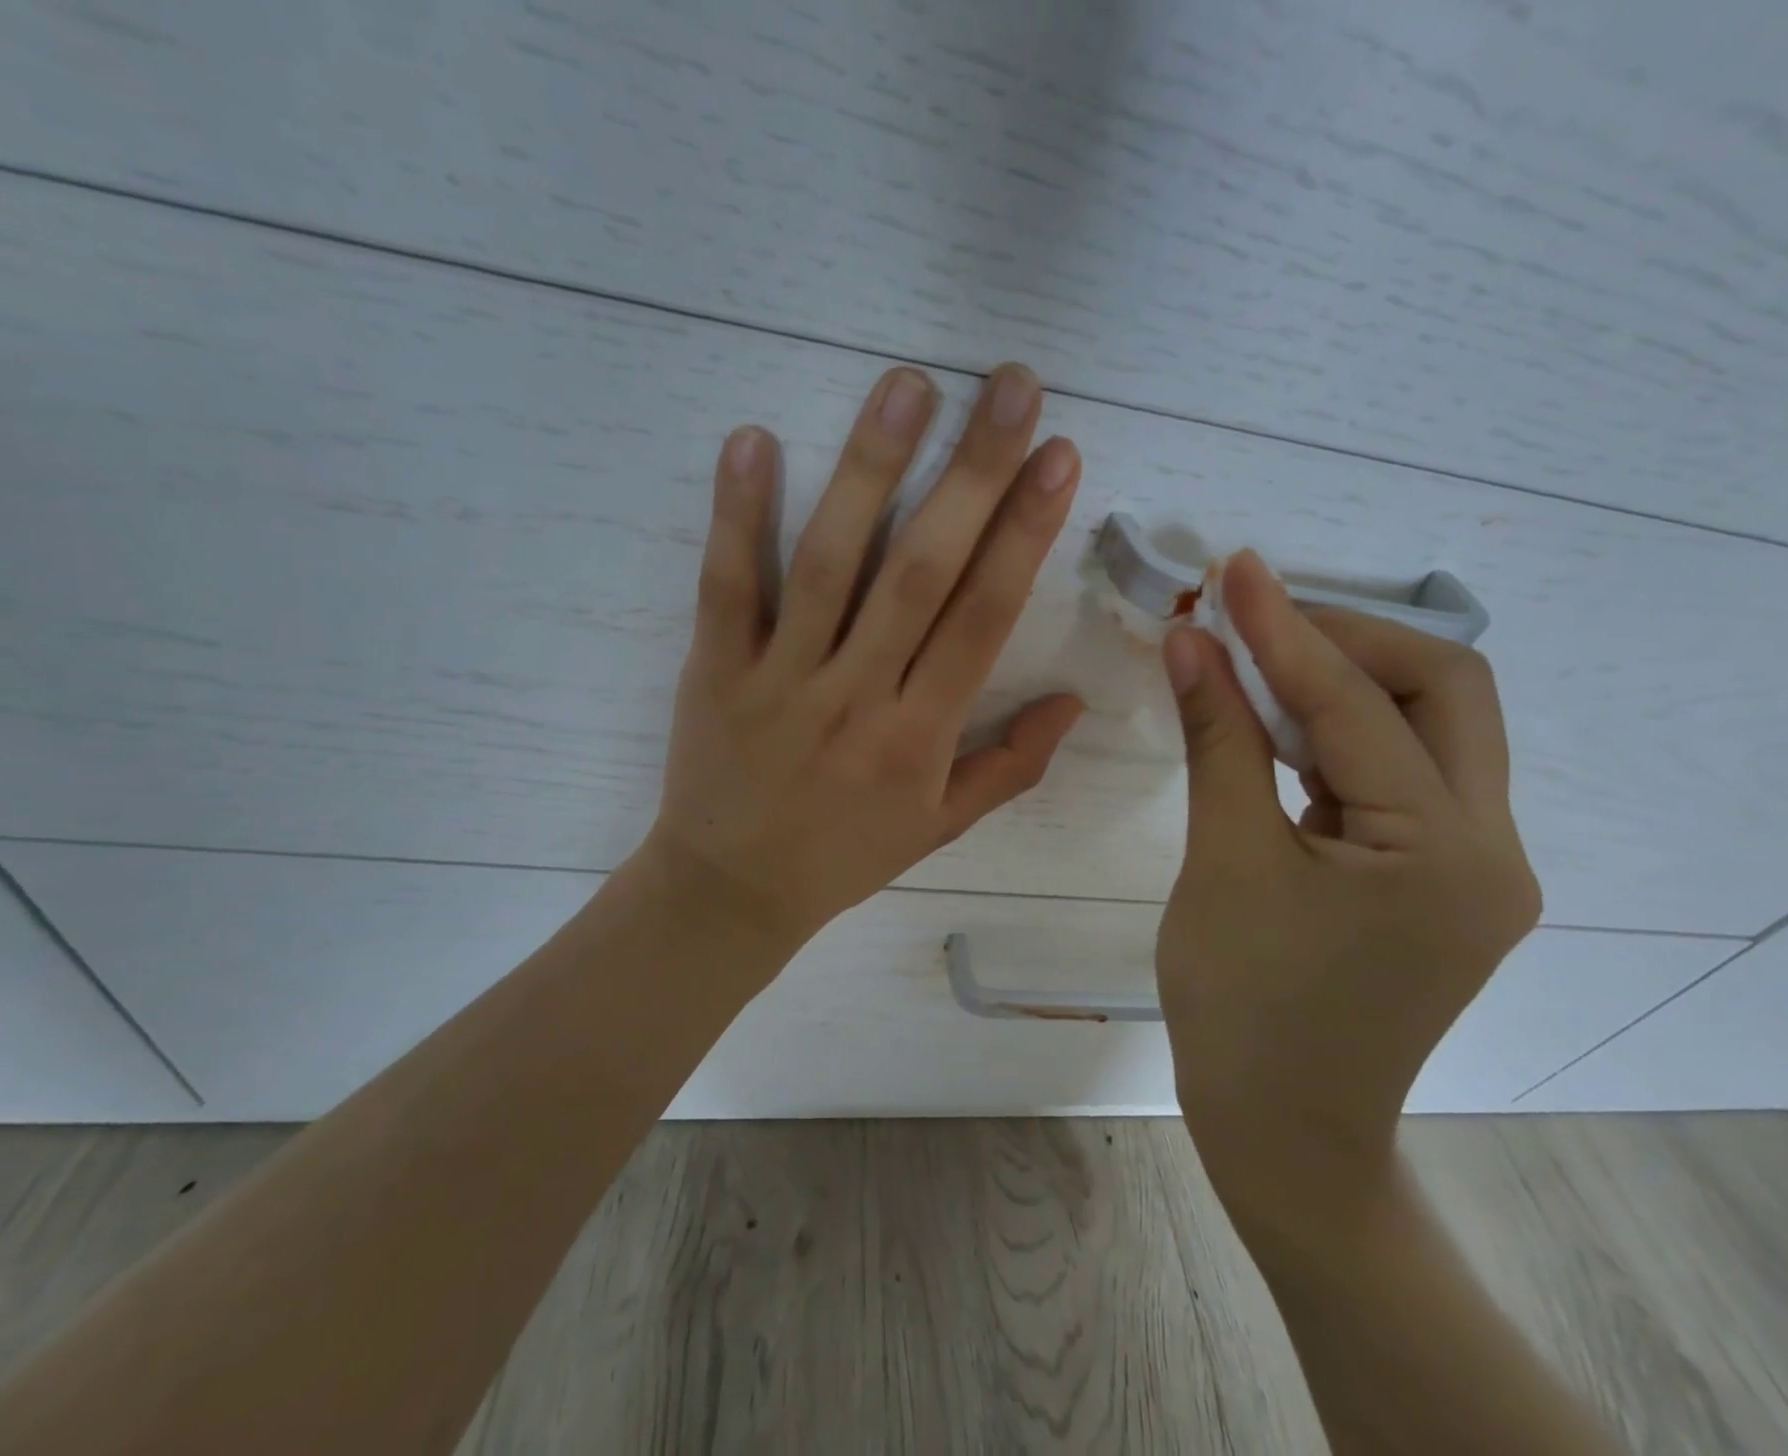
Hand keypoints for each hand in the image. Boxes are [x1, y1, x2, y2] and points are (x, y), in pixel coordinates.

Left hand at [639, 363, 1083, 959]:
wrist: (731, 891)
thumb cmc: (845, 855)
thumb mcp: (941, 827)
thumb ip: (1012, 765)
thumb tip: (1073, 702)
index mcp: (919, 737)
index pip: (983, 619)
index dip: (1024, 535)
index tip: (1058, 456)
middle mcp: (857, 696)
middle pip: (921, 573)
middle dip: (973, 475)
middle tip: (1010, 387)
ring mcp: (780, 678)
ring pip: (829, 565)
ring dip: (868, 470)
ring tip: (907, 387)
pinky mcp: (714, 670)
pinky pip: (726, 587)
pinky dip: (736, 515)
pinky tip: (753, 439)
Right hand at [1156, 551, 1540, 1240]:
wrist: (1284, 1132)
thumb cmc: (1244, 1008)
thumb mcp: (1225, 862)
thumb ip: (1218, 740)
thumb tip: (1192, 643)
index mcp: (1448, 850)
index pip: (1361, 704)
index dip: (1287, 631)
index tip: (1236, 570)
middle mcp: (1491, 846)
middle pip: (1443, 692)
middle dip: (1347, 640)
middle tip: (1256, 618)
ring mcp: (1472, 864)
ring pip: (1426, 729)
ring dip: (1343, 681)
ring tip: (1257, 656)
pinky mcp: (1438, 877)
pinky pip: (1398, 774)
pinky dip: (1339, 734)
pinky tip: (1278, 723)